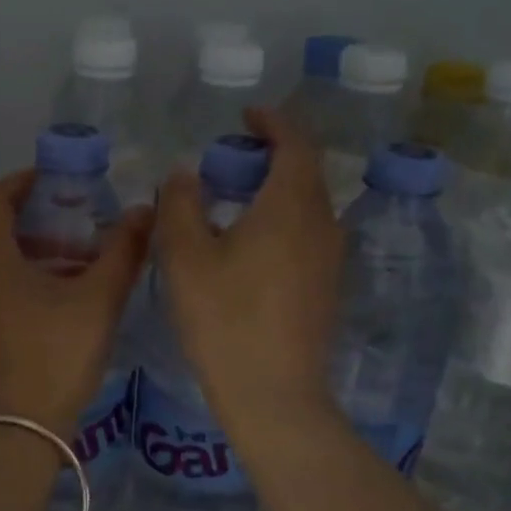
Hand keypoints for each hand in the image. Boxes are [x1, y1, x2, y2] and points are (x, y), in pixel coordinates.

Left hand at [0, 171, 151, 436]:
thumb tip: (145, 212)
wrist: (12, 434)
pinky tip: (30, 306)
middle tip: (53, 220)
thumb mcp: (98, 302)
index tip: (52, 182)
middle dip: (11, 213)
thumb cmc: (55, 358)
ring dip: (3, 250)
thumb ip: (123, 252)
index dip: (21, 183)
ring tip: (49, 264)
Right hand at [152, 107, 344, 426]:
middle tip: (233, 156)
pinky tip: (252, 244)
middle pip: (306, 172)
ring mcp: (330, 259)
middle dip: (274, 154)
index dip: (273, 121)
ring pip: (309, 205)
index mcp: (291, 206)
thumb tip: (185, 172)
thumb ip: (180, 204)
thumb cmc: (225, 320)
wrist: (274, 395)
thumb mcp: (185, 257)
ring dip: (278, 189)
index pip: (295, 143)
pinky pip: (308, 234)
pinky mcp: (327, 288)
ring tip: (237, 198)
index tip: (247, 115)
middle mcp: (322, 224)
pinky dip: (284, 220)